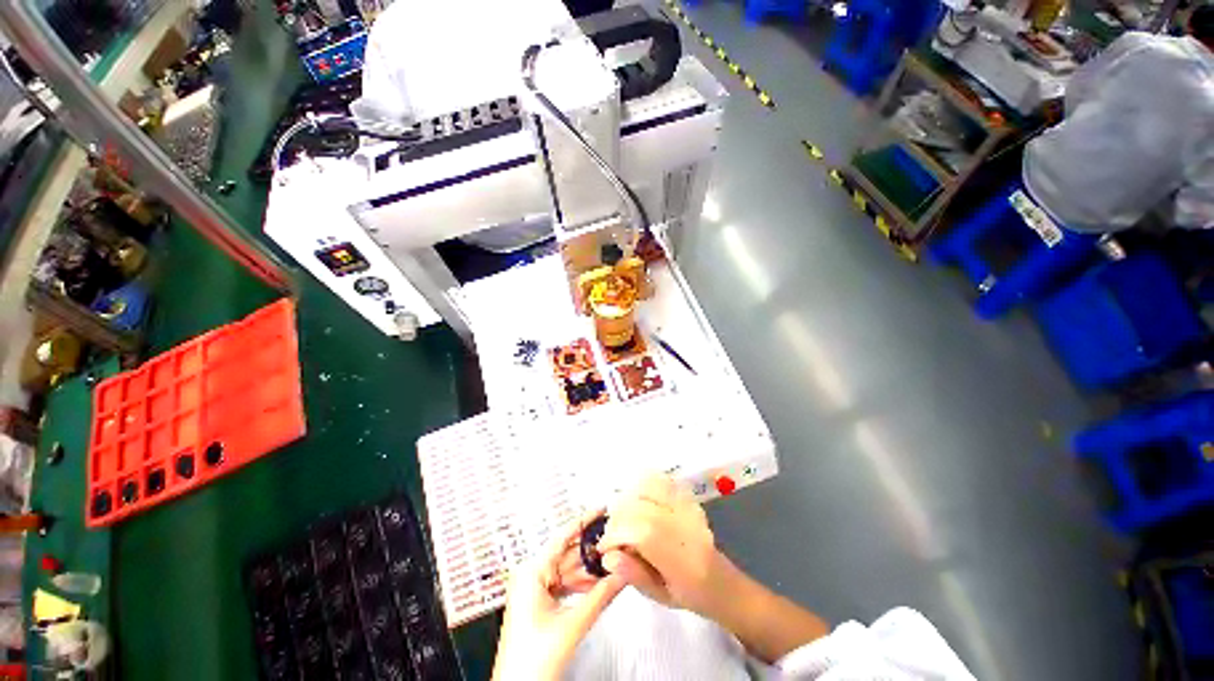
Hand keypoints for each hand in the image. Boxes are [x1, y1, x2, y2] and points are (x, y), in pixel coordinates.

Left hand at [492, 512, 626, 680]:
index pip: (563, 536)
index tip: (601, 510)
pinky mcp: (539, 602)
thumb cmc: (531, 662)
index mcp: (531, 572)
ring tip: (613, 565)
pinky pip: (565, 584)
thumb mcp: (573, 624)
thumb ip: (601, 596)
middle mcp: (530, 575)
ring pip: (568, 571)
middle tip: (615, 544)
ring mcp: (534, 589)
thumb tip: (621, 575)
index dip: (584, 521)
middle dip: (592, 552)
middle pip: (568, 554)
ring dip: (590, 571)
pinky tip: (599, 584)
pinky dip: (582, 585)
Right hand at [598, 475, 830, 662]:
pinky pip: (663, 480)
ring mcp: (689, 508)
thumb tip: (607, 556)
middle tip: (613, 533)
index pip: (642, 532)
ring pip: (650, 487)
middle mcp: (686, 527)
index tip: (604, 547)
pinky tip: (638, 498)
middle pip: (642, 506)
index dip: (616, 535)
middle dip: (618, 517)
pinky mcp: (689, 498)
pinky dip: (645, 484)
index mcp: (681, 560)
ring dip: (628, 498)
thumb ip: (633, 575)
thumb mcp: (659, 597)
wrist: (722, 581)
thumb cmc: (689, 595)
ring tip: (624, 516)